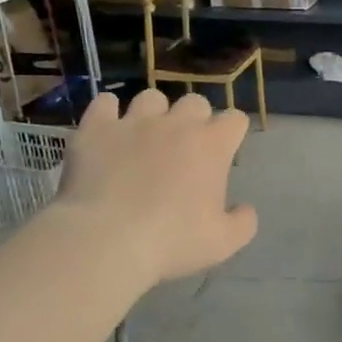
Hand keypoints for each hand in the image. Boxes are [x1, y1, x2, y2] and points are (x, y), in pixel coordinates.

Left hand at [54, 89, 256, 285]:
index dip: (232, 132)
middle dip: (195, 119)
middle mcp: (177, 124)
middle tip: (185, 148)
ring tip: (145, 138)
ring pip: (151, 98)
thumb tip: (245, 209)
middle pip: (195, 101)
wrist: (107, 240)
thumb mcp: (223, 243)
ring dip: (153, 114)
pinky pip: (105, 102)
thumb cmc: (172, 241)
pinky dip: (108, 112)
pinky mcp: (97, 128)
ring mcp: (135, 122)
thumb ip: (243, 222)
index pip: (235, 119)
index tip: (225, 152)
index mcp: (212, 146)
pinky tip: (108, 130)